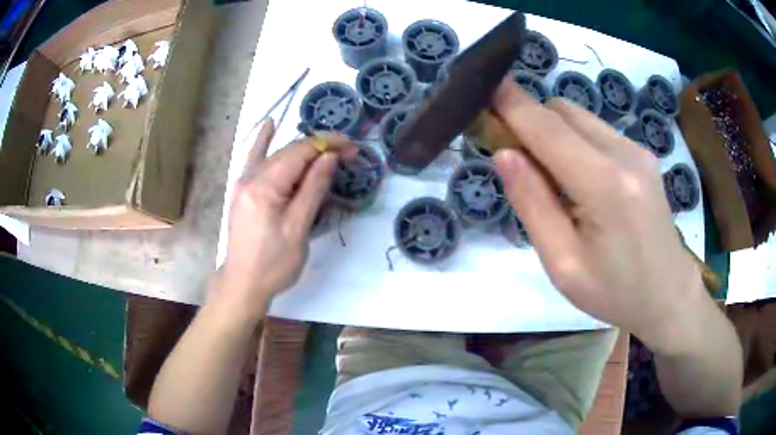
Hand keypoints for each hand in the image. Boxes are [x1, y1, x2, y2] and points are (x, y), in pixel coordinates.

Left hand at [221, 120, 354, 316]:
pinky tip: (269, 125)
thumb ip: (312, 189)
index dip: (327, 145)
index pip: (299, 153)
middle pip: (288, 152)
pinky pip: (255, 160)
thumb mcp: (298, 229)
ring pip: (276, 156)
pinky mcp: (243, 191)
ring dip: (302, 149)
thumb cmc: (273, 264)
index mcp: (264, 187)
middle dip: (319, 148)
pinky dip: (263, 142)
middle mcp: (250, 178)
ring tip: (328, 149)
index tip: (352, 147)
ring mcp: (243, 183)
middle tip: (348, 154)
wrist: (243, 284)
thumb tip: (329, 156)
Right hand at [491, 82, 704, 350]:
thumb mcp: (563, 264)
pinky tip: (580, 179)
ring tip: (550, 175)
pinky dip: (575, 140)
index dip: (512, 104)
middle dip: (531, 120)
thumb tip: (505, 154)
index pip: (547, 128)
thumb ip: (533, 205)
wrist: (668, 294)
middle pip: (562, 111)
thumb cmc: (615, 292)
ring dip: (553, 131)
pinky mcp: (643, 155)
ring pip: (580, 117)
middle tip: (514, 155)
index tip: (482, 88)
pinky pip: (597, 131)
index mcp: (605, 185)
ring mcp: (638, 150)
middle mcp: (625, 153)